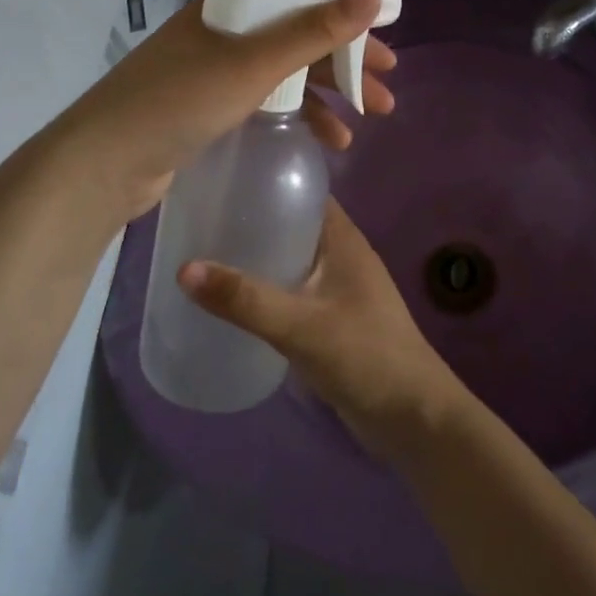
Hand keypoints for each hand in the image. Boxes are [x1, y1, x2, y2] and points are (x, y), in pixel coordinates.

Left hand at [52, 0, 395, 222]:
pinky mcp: (212, 105)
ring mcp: (218, 69)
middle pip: (300, 35)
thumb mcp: (254, 63)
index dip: (348, 13)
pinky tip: (328, 139)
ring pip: (288, 71)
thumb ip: (314, 30)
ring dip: (331, 92)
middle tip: (388, 87)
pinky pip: (270, 99)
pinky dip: (301, 114)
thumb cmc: (181, 101)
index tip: (386, 35)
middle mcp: (227, 30)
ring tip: (371, 119)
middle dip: (347, 60)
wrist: (103, 163)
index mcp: (233, 6)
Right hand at [180, 201, 470, 461]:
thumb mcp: (300, 326)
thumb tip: (183, 268)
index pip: (302, 191)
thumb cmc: (364, 356)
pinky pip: (294, 290)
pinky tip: (234, 301)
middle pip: (292, 223)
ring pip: (292, 258)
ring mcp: (339, 287)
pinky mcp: (333, 318)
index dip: (266, 180)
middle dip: (252, 220)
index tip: (220, 179)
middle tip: (200, 219)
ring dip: (258, 256)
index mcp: (343, 238)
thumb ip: (245, 299)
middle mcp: (342, 254)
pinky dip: (267, 288)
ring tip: (206, 254)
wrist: (412, 416)